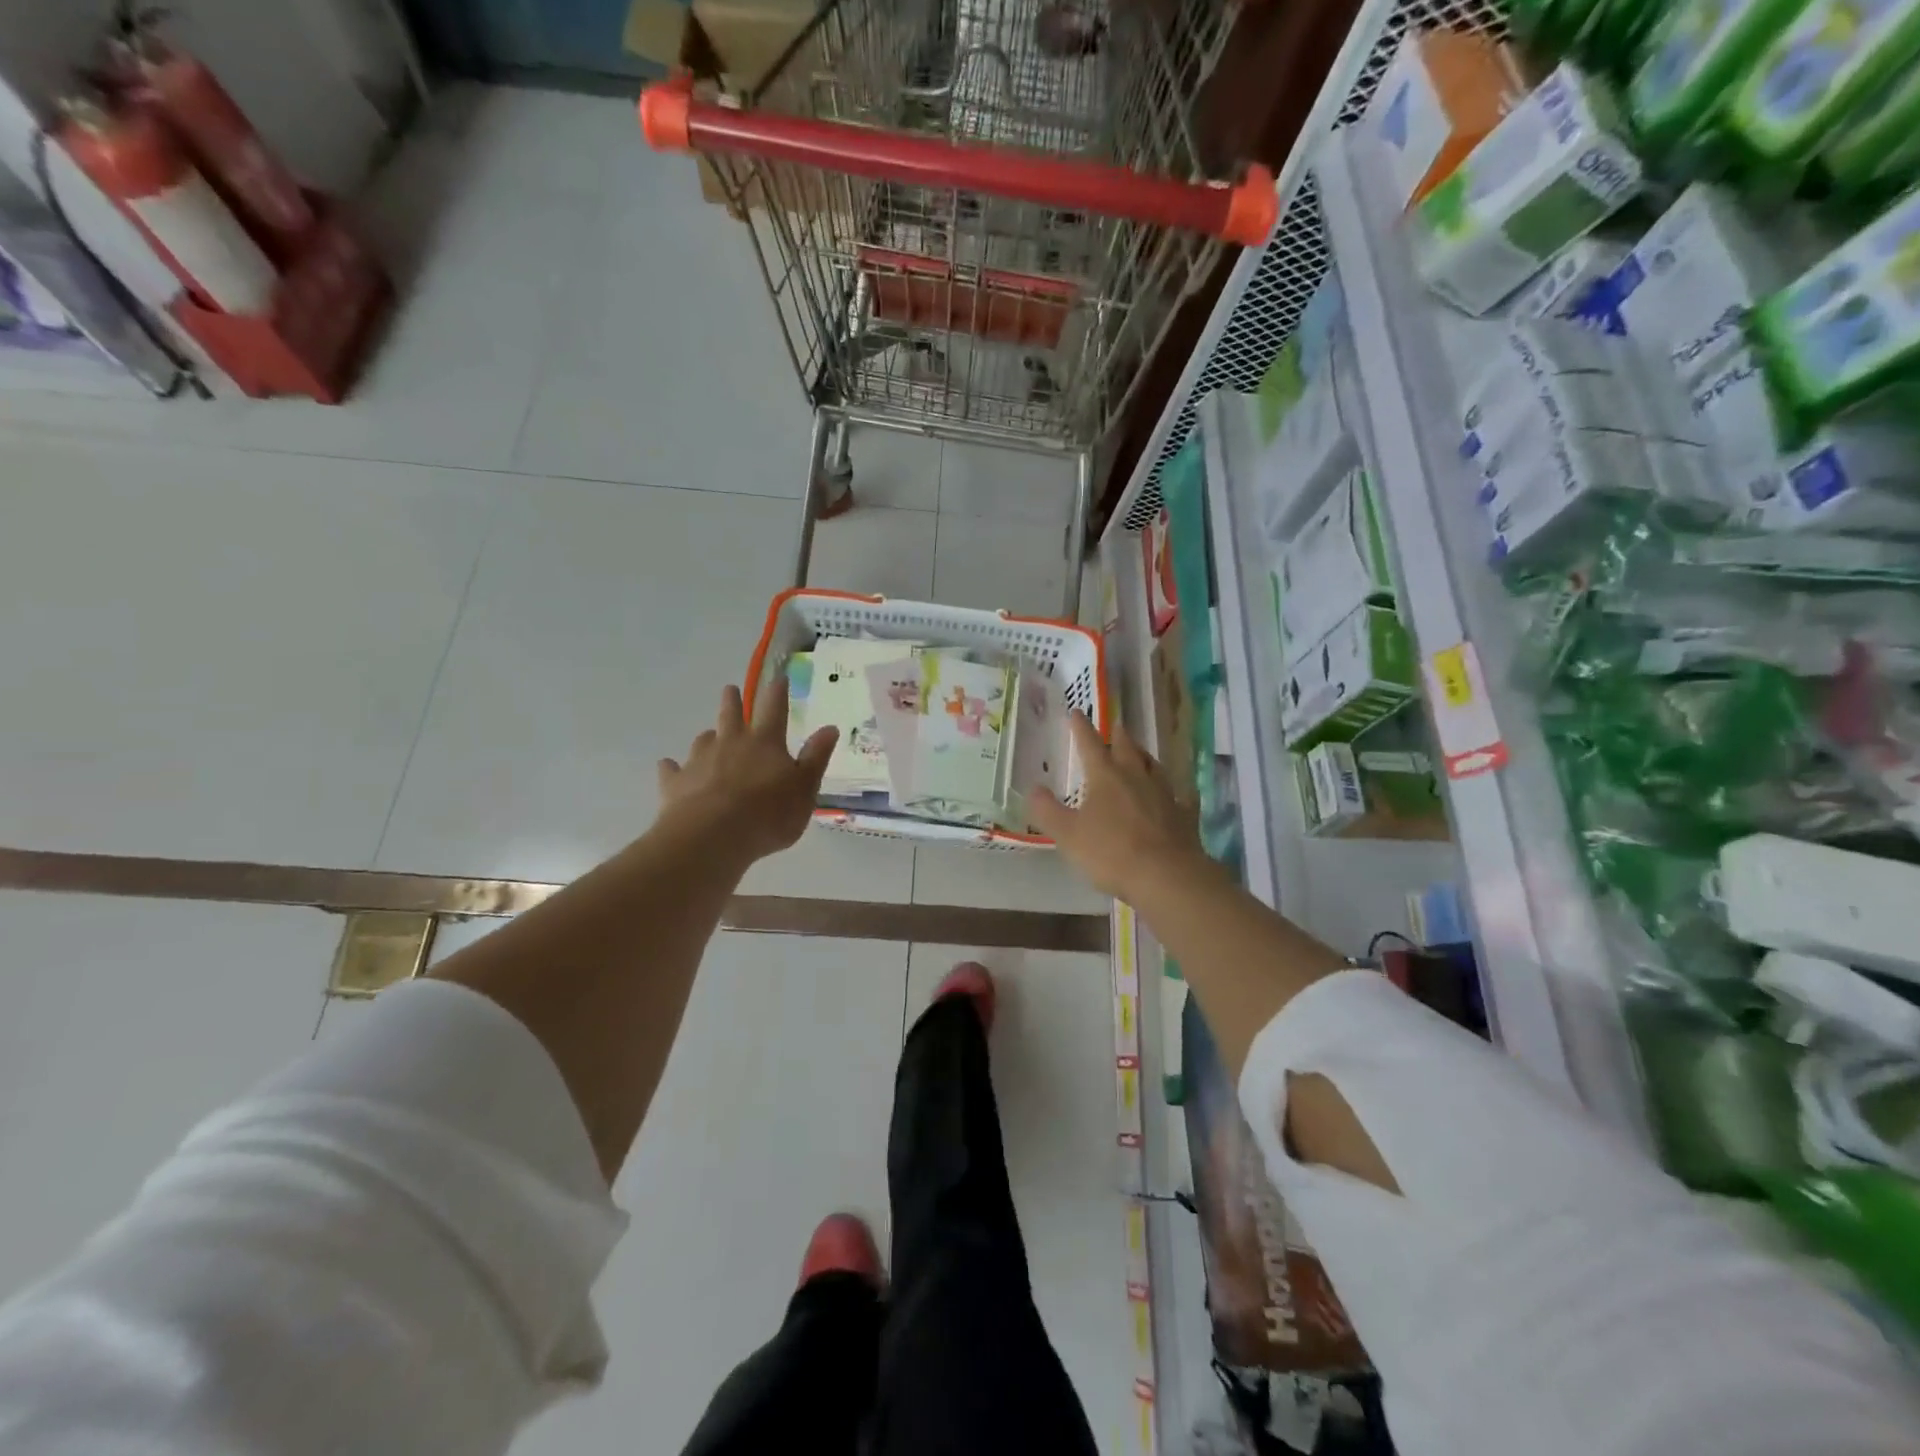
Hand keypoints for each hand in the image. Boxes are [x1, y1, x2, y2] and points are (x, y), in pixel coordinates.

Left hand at [655, 678, 836, 862]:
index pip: (774, 710)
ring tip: (709, 736)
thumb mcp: (805, 789)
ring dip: (708, 736)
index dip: (778, 693)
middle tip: (730, 688)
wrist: (712, 837)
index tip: (779, 678)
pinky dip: (672, 767)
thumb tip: (830, 727)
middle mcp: (731, 743)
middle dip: (732, 700)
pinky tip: (669, 767)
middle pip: (730, 714)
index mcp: (765, 743)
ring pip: (703, 740)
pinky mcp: (675, 783)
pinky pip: (671, 770)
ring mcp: (700, 761)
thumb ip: (815, 758)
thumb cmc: (768, 815)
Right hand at [1029, 714, 1208, 900]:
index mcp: (1106, 777)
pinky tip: (1178, 792)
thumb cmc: (1111, 852)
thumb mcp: (1067, 834)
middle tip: (1116, 725)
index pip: (1090, 744)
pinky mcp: (1184, 815)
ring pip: (1154, 766)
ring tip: (1140, 753)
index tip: (1076, 712)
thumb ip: (1047, 811)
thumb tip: (1033, 788)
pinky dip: (1177, 791)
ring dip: (1145, 757)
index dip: (1081, 728)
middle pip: (1127, 748)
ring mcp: (1165, 794)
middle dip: (1118, 735)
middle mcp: (1136, 777)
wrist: (1166, 876)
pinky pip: (1181, 796)